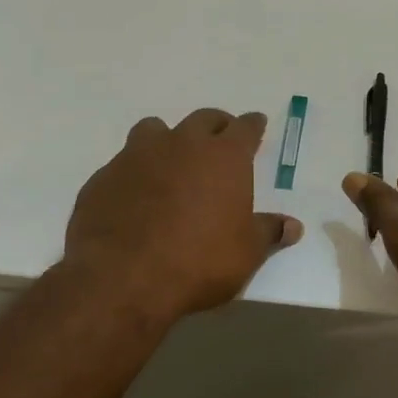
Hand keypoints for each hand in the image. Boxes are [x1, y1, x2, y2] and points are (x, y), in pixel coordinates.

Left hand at [64, 109, 301, 325]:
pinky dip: (136, 172)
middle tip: (220, 140)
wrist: (122, 278)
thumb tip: (293, 226)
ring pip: (156, 130)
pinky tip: (137, 196)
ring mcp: (138, 156)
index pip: (244, 127)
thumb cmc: (199, 261)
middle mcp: (182, 145)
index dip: (253, 125)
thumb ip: (268, 232)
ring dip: (169, 140)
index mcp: (224, 156)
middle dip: (215, 126)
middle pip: (203, 119)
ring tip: (172, 160)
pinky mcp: (104, 177)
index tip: (256, 123)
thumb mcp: (246, 253)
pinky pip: (124, 163)